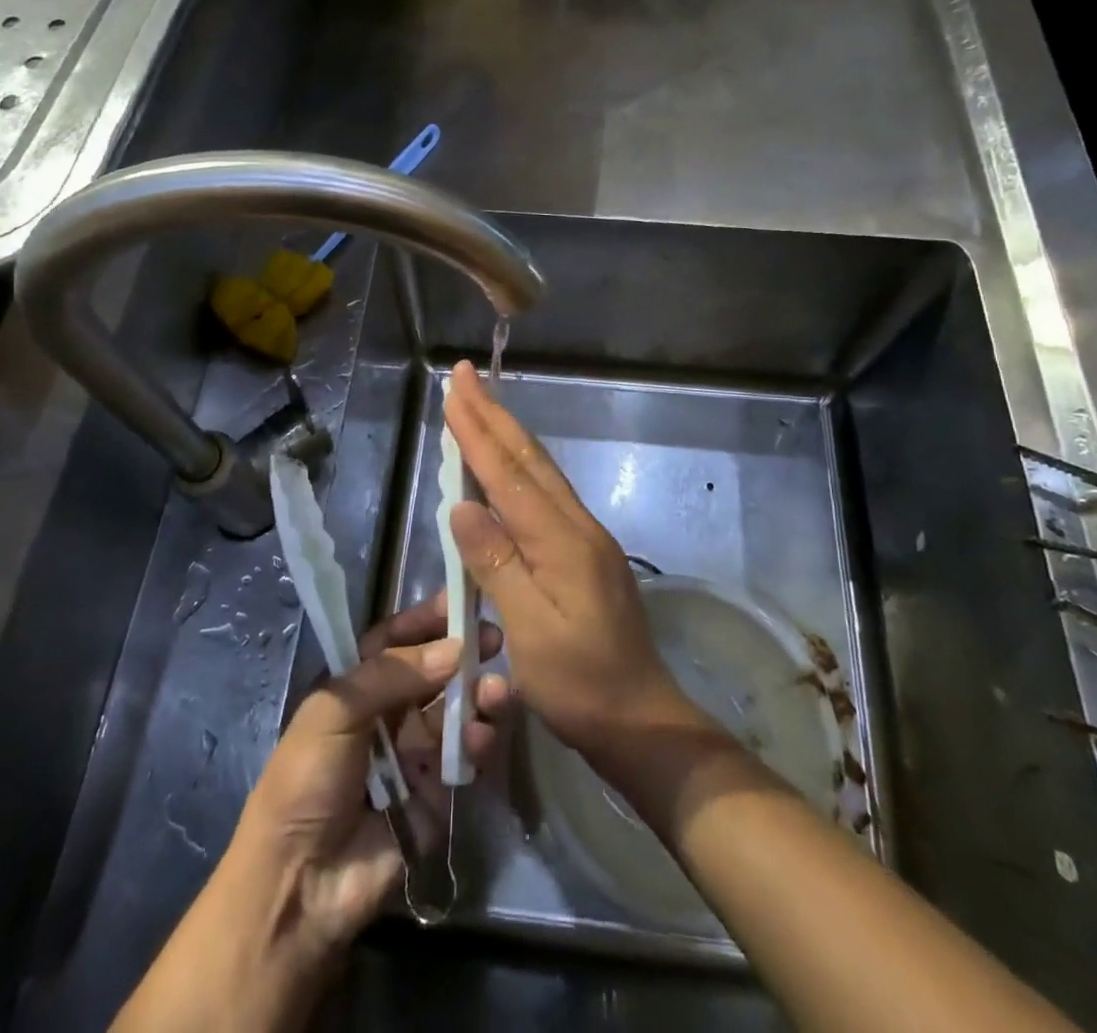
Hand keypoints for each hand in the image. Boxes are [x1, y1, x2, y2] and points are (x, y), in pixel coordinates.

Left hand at [226, 592, 509, 954]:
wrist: (302, 883)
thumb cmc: (307, 779)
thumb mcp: (335, 711)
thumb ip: (393, 673)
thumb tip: (454, 649)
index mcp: (356, 687)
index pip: (394, 640)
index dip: (424, 621)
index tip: (459, 601)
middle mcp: (388, 713)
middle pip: (433, 671)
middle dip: (463, 652)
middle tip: (494, 638)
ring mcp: (414, 752)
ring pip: (455, 709)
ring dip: (478, 694)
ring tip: (495, 689)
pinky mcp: (437, 792)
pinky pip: (465, 755)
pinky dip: (478, 740)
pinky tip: (481, 734)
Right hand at [443, 361, 701, 764]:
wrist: (641, 720)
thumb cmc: (581, 685)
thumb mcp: (532, 632)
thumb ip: (497, 564)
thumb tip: (462, 505)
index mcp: (563, 541)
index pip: (509, 475)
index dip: (477, 432)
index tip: (455, 390)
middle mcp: (577, 526)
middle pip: (529, 460)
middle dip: (493, 415)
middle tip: (466, 376)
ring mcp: (586, 538)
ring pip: (540, 472)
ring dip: (507, 434)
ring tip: (481, 405)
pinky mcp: (586, 553)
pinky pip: (546, 494)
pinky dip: (519, 467)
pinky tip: (509, 464)